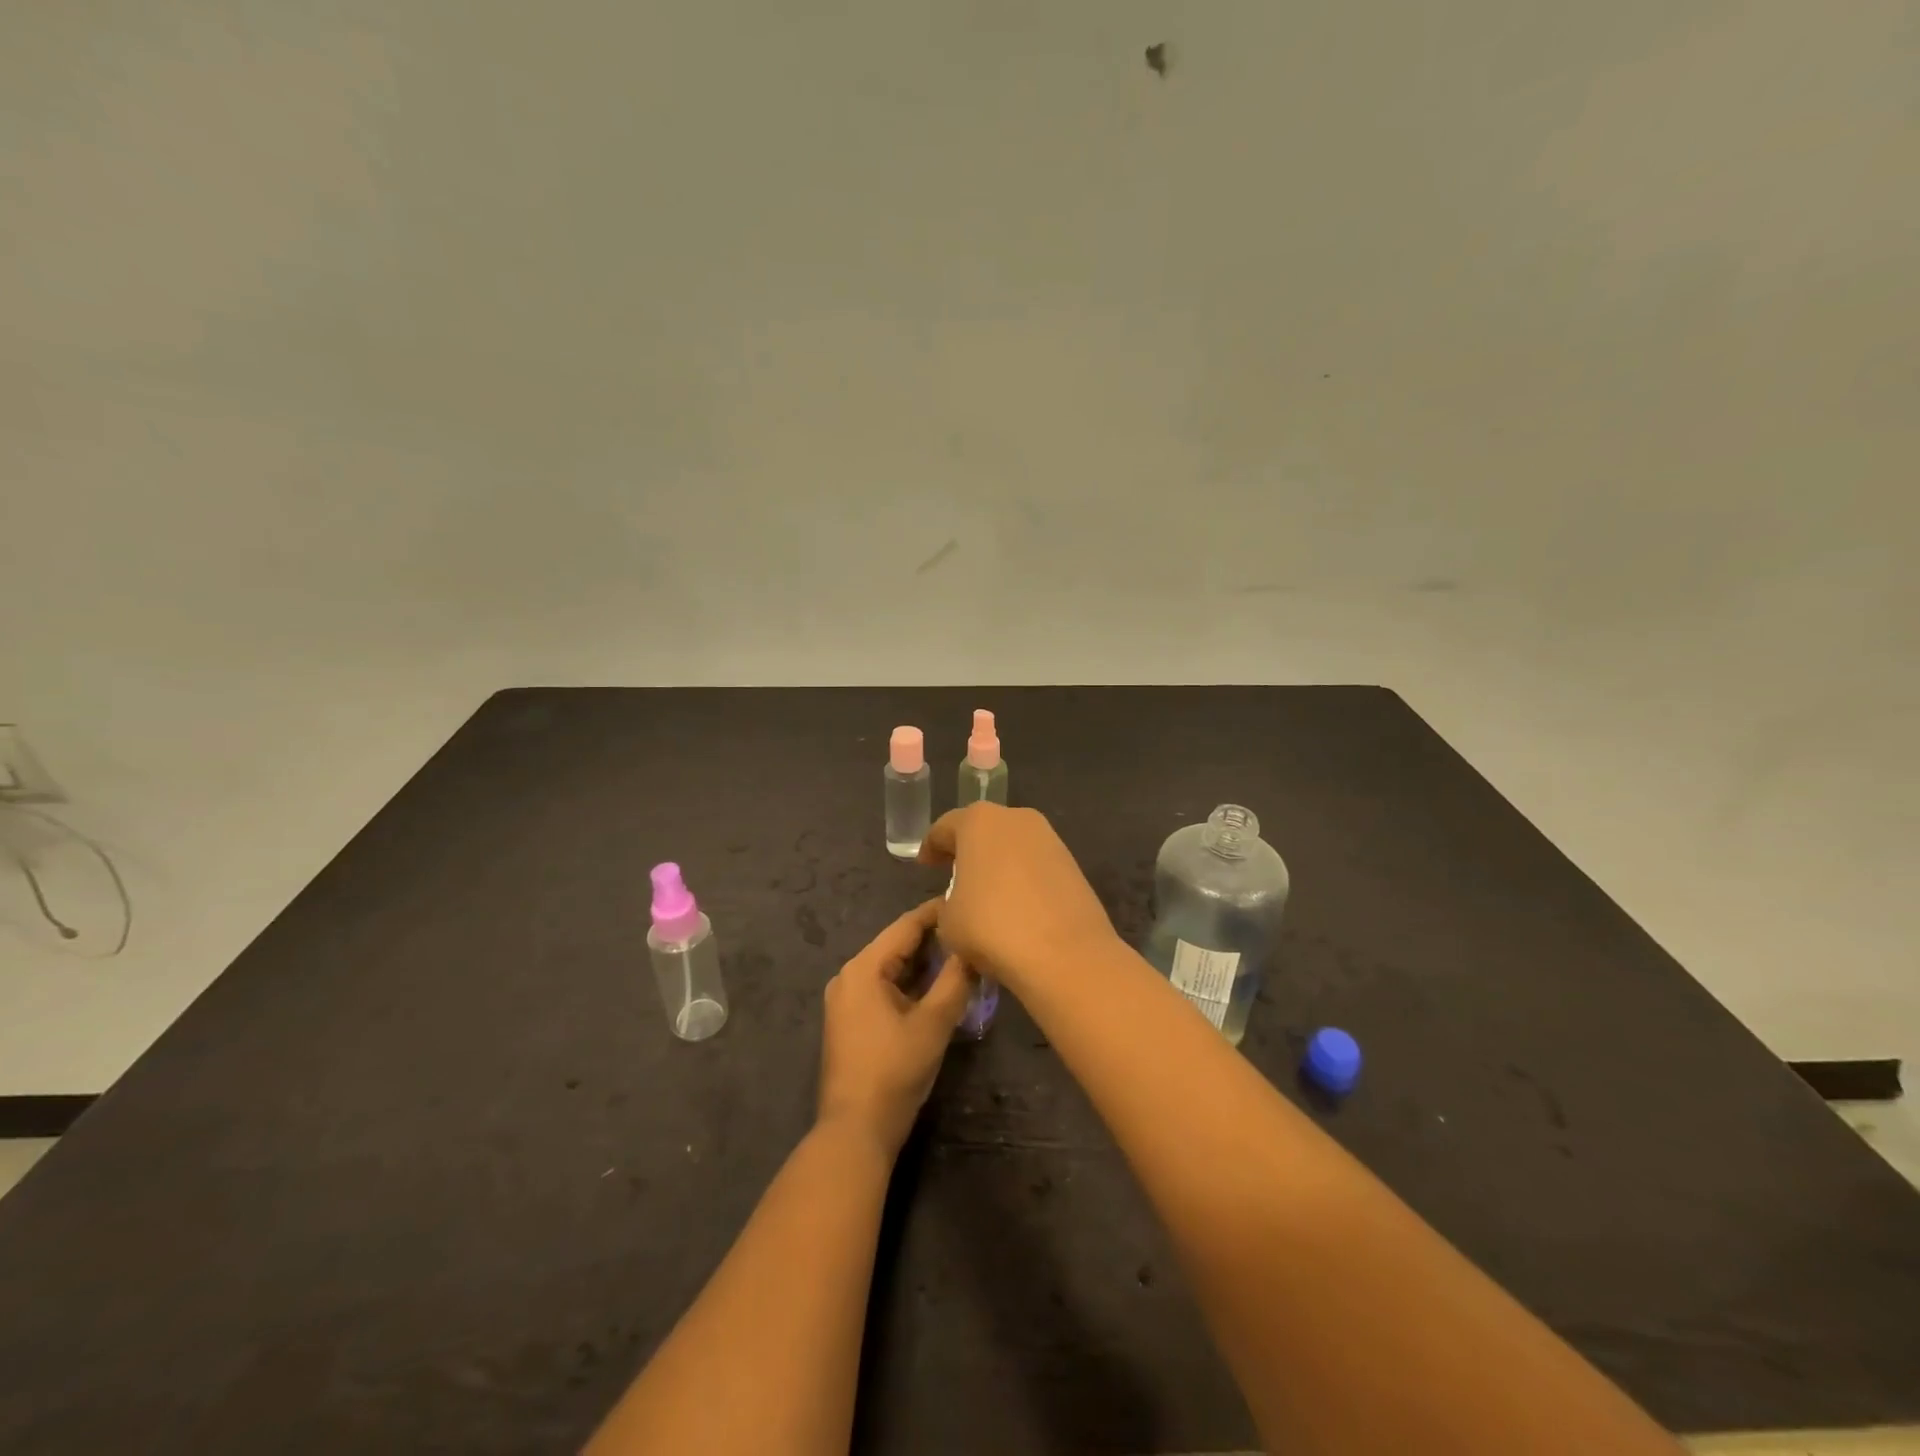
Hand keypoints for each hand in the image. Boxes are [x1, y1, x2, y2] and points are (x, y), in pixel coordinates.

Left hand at [817, 898, 973, 1156]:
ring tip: (961, 954)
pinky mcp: (851, 1020)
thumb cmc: (894, 1070)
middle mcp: (849, 976)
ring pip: (891, 967)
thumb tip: (973, 949)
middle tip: (971, 930)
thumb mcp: (933, 1023)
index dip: (937, 912)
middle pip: (896, 945)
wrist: (855, 1130)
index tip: (967, 900)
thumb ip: (955, 980)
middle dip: (933, 938)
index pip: (905, 926)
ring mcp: (846, 999)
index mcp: (864, 968)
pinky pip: (884, 987)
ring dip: (923, 962)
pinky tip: (937, 985)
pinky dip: (910, 983)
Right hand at [918, 803, 1118, 996]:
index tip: (926, 865)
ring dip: (998, 864)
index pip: (945, 827)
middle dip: (968, 850)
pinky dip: (1023, 878)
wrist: (1065, 953)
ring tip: (987, 894)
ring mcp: (1049, 838)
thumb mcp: (948, 921)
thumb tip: (964, 903)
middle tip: (954, 874)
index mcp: (978, 821)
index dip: (931, 847)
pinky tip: (1016, 905)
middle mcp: (1016, 818)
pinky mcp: (1072, 863)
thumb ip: (949, 902)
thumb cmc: (992, 927)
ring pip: (1012, 845)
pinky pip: (1035, 865)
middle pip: (983, 829)